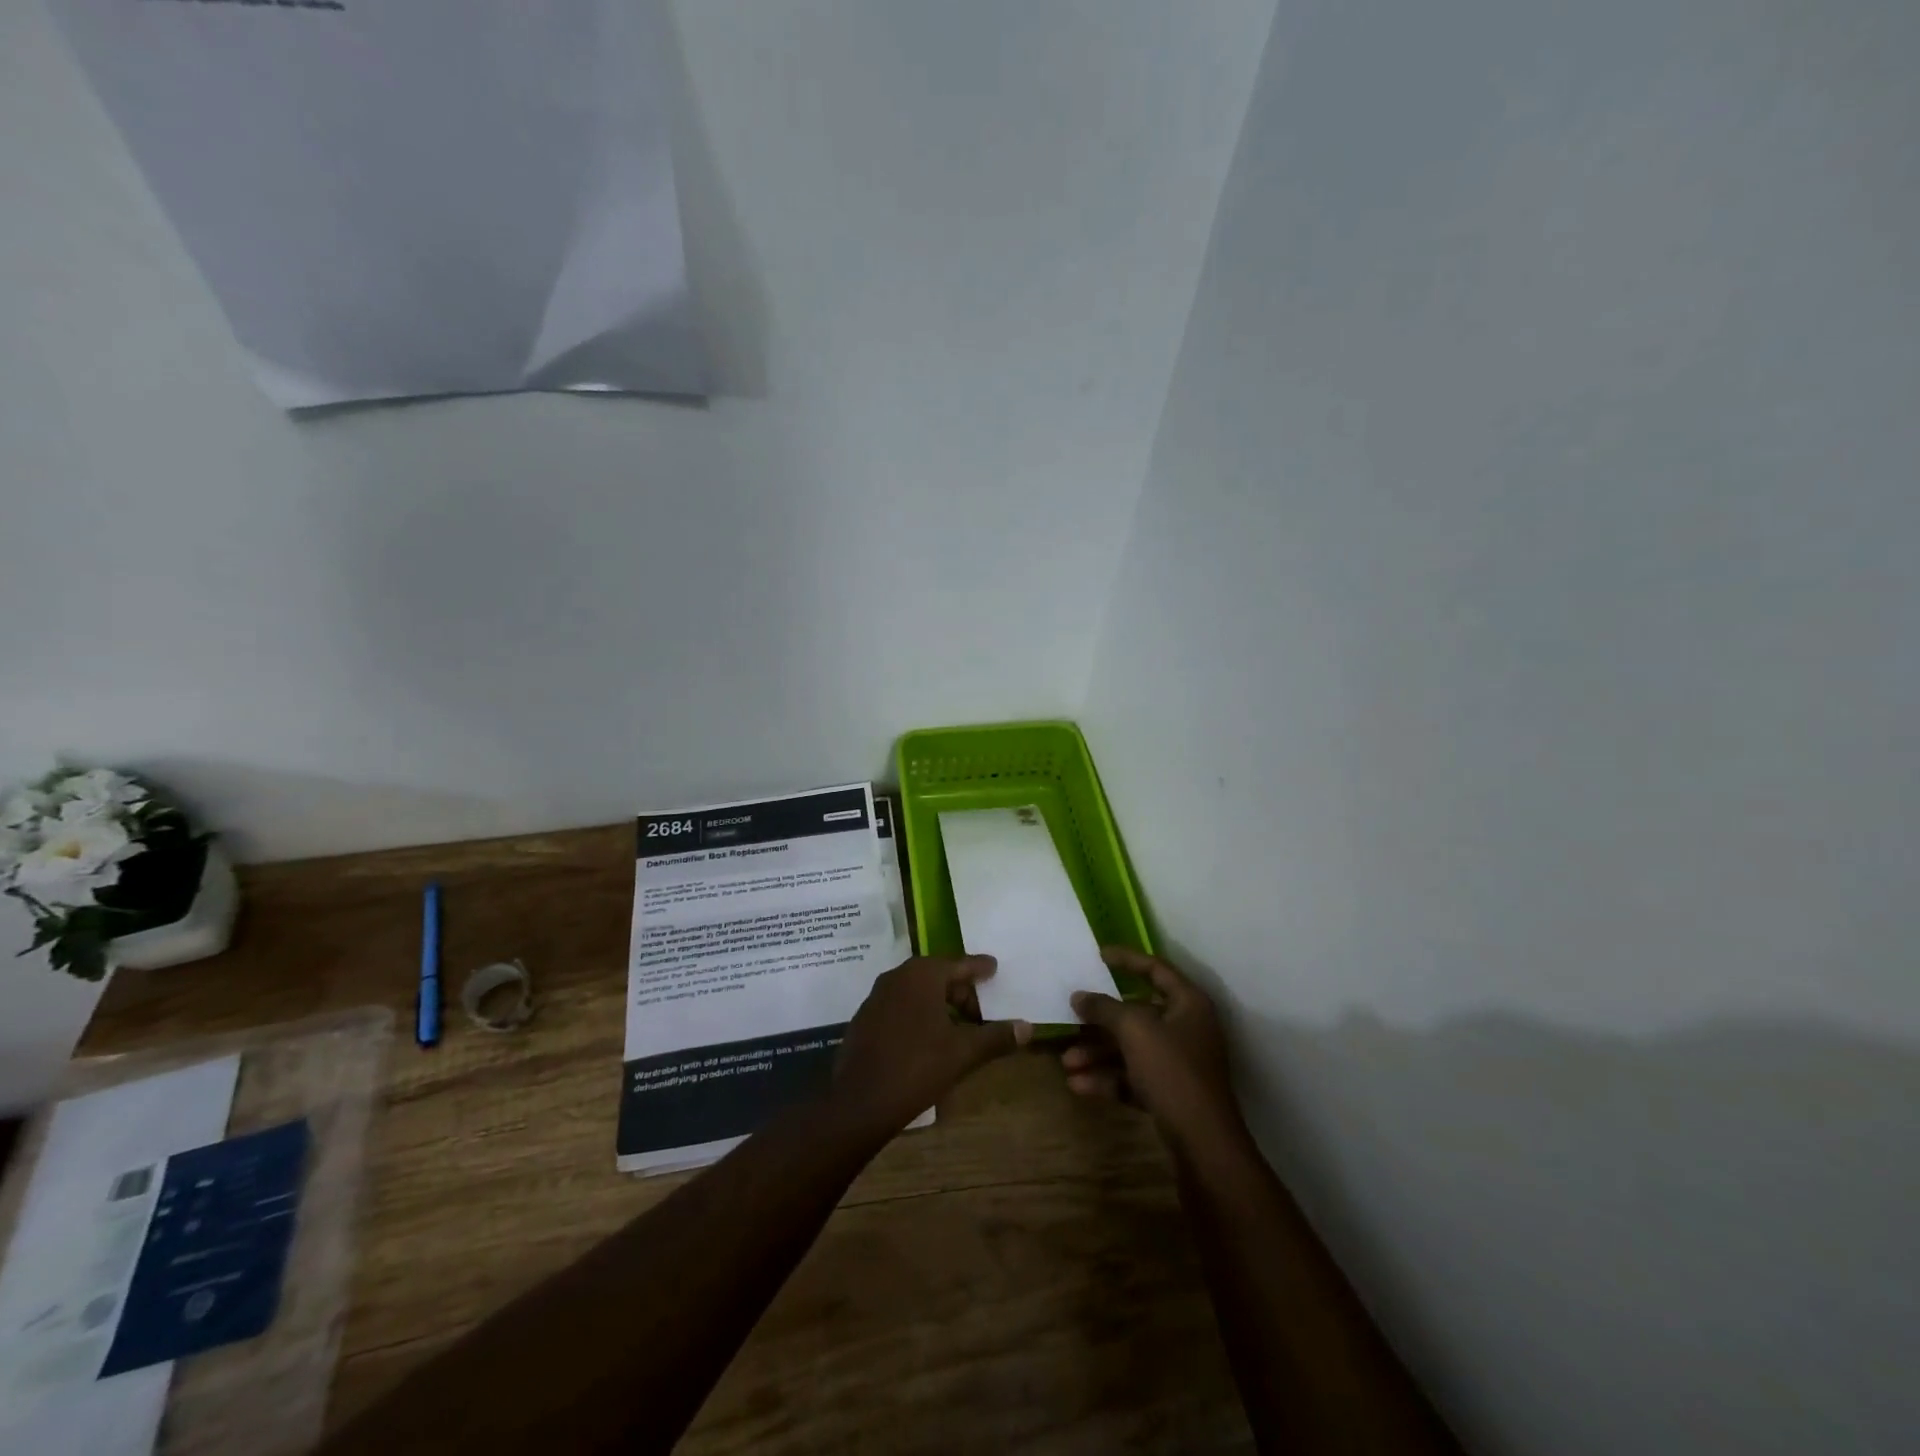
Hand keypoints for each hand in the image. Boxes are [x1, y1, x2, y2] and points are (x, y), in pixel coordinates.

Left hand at [832, 955, 1031, 1135]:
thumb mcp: (963, 1053)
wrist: (859, 1102)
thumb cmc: (916, 1068)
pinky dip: (919, 1013)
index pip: (959, 964)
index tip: (994, 967)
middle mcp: (897, 976)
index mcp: (922, 975)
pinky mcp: (865, 1018)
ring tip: (959, 1026)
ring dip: (940, 1003)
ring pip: (917, 991)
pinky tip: (929, 1038)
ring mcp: (877, 996)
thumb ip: (996, 1037)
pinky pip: (901, 1005)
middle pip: (937, 975)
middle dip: (960, 990)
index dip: (979, 968)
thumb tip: (1028, 1027)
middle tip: (981, 1011)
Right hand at [1062, 947, 1242, 1145]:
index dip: (1126, 959)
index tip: (1097, 955)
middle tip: (1071, 1017)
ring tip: (1067, 1063)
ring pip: (1131, 1048)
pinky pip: (1134, 1076)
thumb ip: (1104, 1009)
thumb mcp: (1134, 1031)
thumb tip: (1079, 996)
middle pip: (1137, 1013)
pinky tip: (1079, 1086)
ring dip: (1098, 1053)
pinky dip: (1109, 1078)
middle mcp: (1186, 1028)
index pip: (1155, 969)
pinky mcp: (1171, 1093)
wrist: (1203, 1144)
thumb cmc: (1172, 1071)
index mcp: (1188, 1003)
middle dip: (1100, 1021)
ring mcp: (1179, 1062)